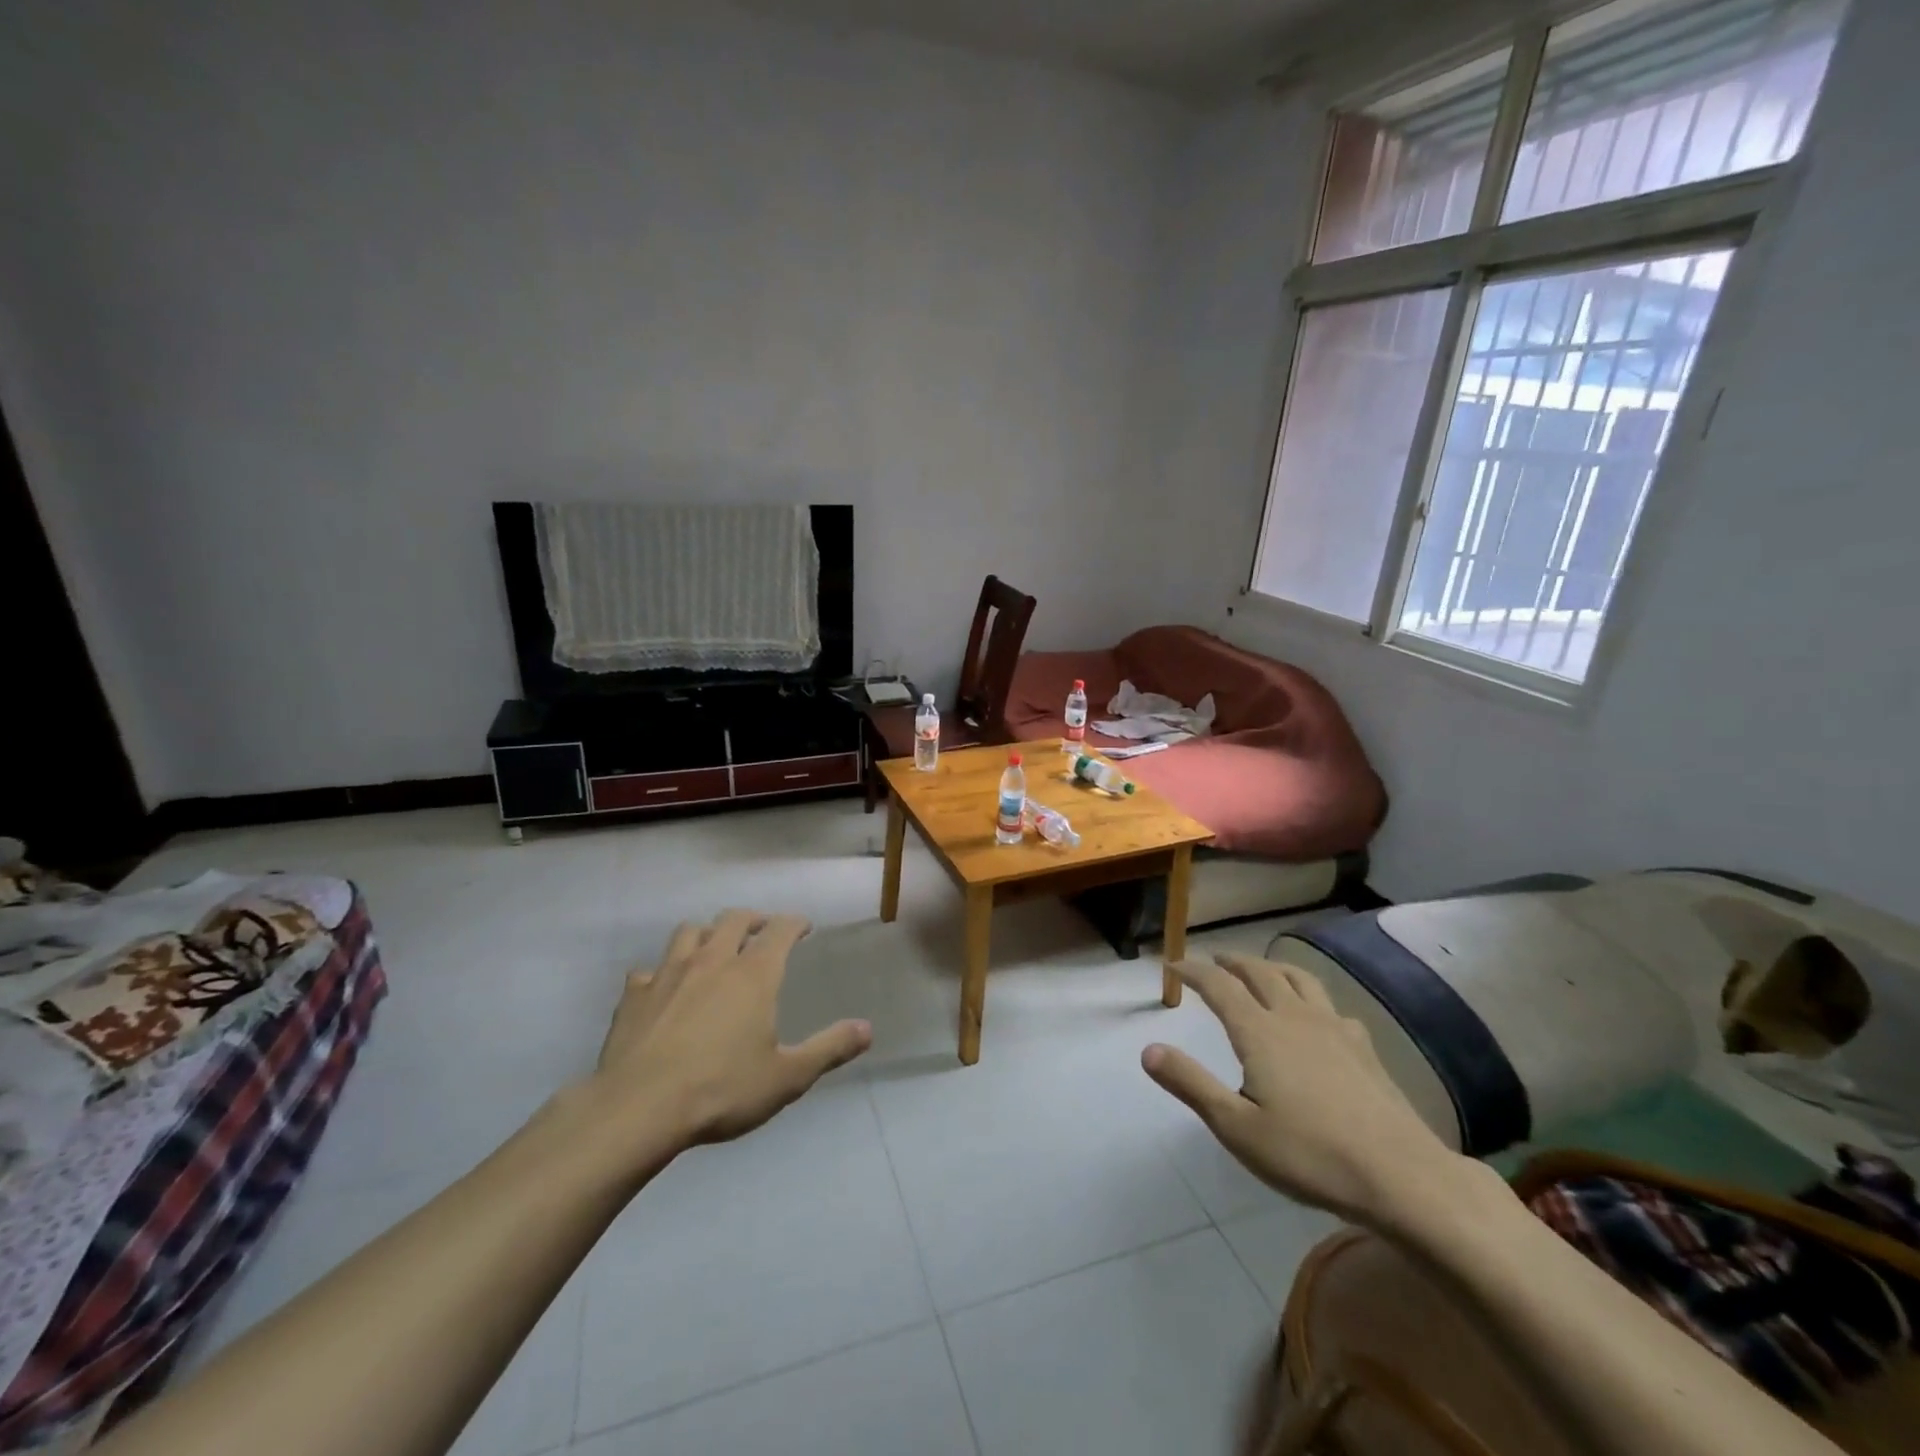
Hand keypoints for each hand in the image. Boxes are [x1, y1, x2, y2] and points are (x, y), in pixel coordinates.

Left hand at [589, 910, 871, 1149]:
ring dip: (706, 933)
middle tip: (762, 929)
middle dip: (753, 919)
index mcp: (754, 974)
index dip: (795, 923)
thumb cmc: (722, 1090)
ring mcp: (668, 973)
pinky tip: (662, 989)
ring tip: (713, 947)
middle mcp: (712, 960)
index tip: (804, 926)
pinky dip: (659, 972)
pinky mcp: (634, 995)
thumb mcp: (787, 1077)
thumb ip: (829, 1049)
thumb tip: (868, 1029)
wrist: (638, 1109)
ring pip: (689, 932)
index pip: (780, 929)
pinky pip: (647, 970)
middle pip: (734, 919)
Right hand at [1142, 952, 1467, 1227]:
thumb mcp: (1236, 1127)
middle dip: (1232, 962)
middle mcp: (1294, 1017)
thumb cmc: (1309, 1154)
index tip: (1173, 966)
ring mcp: (1335, 1029)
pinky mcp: (1364, 1048)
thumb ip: (1190, 1084)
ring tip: (1261, 970)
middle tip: (1213, 960)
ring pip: (1299, 979)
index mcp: (1259, 1031)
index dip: (1193, 971)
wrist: (1402, 1177)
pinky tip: (1317, 1016)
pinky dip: (1311, 997)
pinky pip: (1331, 1005)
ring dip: (1272, 967)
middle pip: (1259, 973)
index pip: (1219, 986)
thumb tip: (1148, 1049)